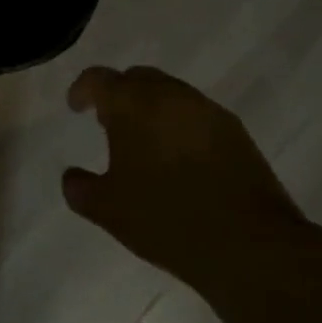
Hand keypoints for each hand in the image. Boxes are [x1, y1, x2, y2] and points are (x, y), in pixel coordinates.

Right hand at [64, 66, 310, 288]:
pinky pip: (196, 114)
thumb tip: (71, 176)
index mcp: (133, 104)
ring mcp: (206, 110)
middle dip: (119, 95)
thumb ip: (80, 188)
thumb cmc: (167, 219)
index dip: (82, 90)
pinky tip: (179, 158)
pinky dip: (179, 124)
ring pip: (169, 93)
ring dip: (151, 108)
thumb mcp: (108, 210)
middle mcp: (169, 95)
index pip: (99, 79)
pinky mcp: (235, 130)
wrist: (249, 244)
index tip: (76, 107)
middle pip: (136, 78)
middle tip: (108, 123)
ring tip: (145, 143)